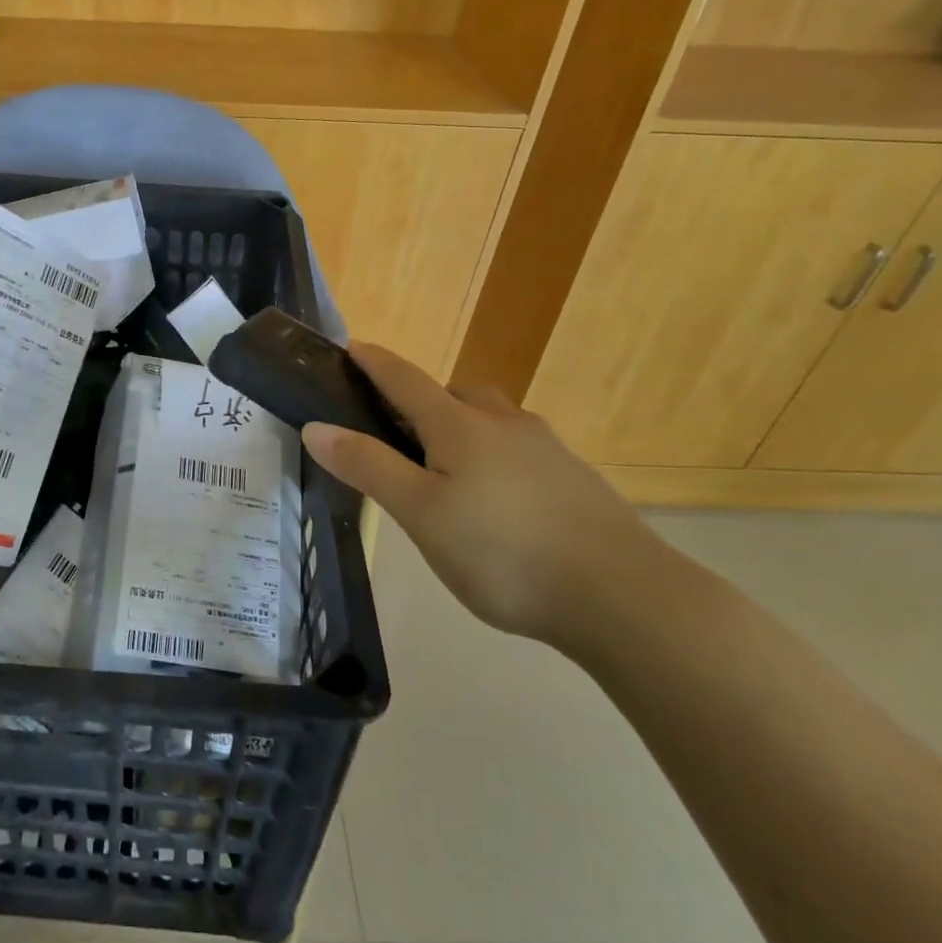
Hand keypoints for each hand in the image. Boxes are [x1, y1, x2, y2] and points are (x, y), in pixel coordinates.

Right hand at [300, 343, 660, 647]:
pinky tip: (501, 504)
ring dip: (464, 428)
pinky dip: (498, 458)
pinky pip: (521, 450)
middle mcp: (504, 423)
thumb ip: (369, 467)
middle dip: (422, 401)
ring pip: (493, 421)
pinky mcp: (575, 480)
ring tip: (449, 474)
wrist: (624, 596)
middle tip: (400, 435)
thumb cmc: (504, 552)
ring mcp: (547, 449)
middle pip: (454, 394)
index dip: (374, 362)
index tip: (351, 346)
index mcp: (460, 425)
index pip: (405, 378)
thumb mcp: (421, 514)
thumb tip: (316, 427)